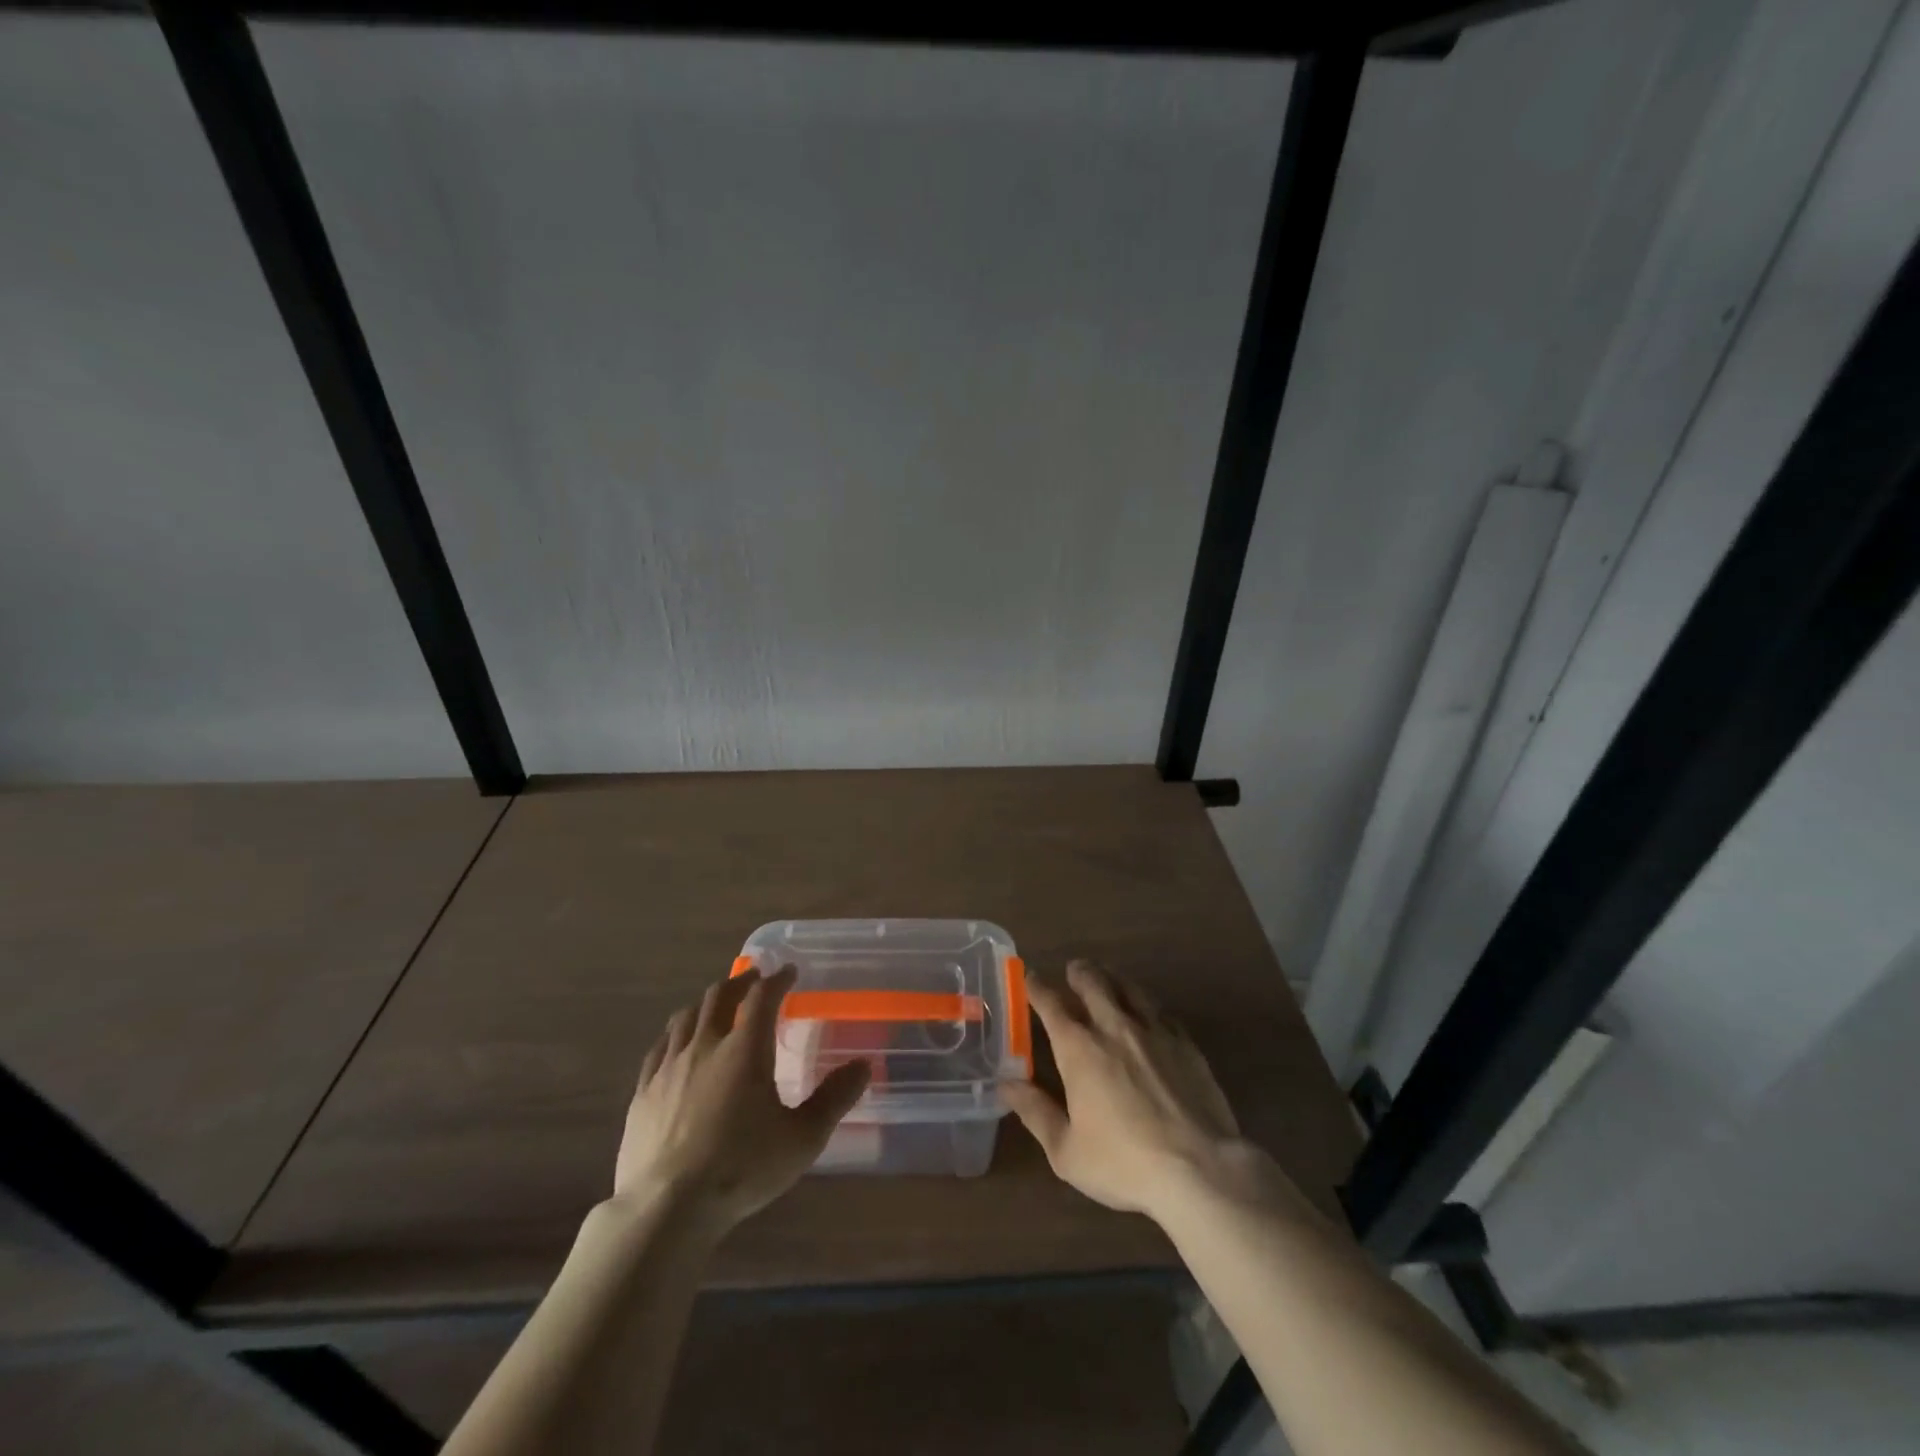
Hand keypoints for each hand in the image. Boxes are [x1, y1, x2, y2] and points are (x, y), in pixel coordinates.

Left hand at [613, 965, 870, 1229]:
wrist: (666, 1209)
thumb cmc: (742, 1169)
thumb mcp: (803, 1138)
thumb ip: (834, 1098)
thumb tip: (863, 1065)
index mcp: (745, 1049)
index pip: (762, 997)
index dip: (777, 979)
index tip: (788, 971)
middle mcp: (706, 1045)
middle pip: (719, 996)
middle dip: (740, 982)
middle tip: (754, 980)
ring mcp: (669, 1066)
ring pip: (686, 1016)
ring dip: (706, 1003)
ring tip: (717, 1005)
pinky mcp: (643, 1091)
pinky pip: (660, 1046)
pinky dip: (676, 1032)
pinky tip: (677, 1042)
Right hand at [1003, 959, 1247, 1221]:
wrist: (1200, 1170)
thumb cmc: (1124, 1163)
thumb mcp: (1067, 1151)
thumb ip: (1035, 1111)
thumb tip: (1006, 1084)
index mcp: (1079, 1048)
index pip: (1052, 1004)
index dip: (1037, 988)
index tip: (1030, 978)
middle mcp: (1114, 1027)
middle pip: (1093, 983)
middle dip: (1079, 972)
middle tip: (1073, 970)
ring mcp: (1154, 1031)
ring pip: (1129, 988)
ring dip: (1112, 979)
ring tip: (1107, 978)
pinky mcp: (1186, 1043)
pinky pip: (1161, 1011)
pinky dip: (1146, 1005)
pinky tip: (1148, 1013)